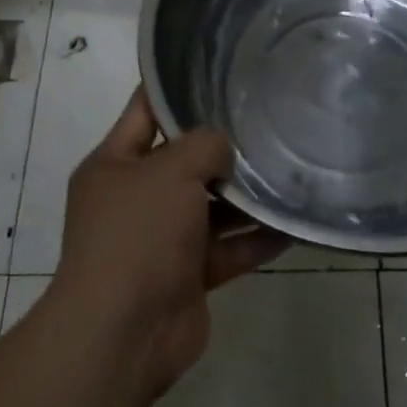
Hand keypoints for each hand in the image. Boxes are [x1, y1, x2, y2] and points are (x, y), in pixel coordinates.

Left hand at [46, 89, 289, 402]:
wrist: (123, 336)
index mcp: (114, 164)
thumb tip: (224, 148)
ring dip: (245, 196)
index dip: (176, 89)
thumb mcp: (170, 171)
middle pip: (183, 160)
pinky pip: (227, 248)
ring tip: (288, 168)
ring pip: (210, 206)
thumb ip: (204, 145)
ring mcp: (161, 239)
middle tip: (267, 119)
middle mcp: (136, 197)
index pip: (145, 110)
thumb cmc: (137, 235)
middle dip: (222, 146)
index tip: (217, 70)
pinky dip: (254, 239)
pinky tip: (292, 224)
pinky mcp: (187, 275)